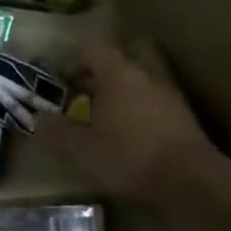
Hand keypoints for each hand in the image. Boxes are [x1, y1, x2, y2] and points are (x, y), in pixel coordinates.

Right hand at [37, 38, 218, 200]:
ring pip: (144, 76)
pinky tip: (131, 130)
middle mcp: (146, 76)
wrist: (190, 182)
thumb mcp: (79, 148)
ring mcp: (170, 95)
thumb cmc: (128, 157)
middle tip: (88, 85)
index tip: (59, 79)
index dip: (72, 59)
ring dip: (126, 87)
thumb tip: (39, 118)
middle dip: (106, 65)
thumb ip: (55, 130)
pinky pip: (158, 99)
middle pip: (127, 53)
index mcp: (118, 75)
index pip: (93, 48)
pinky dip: (142, 106)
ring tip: (108, 111)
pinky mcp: (185, 117)